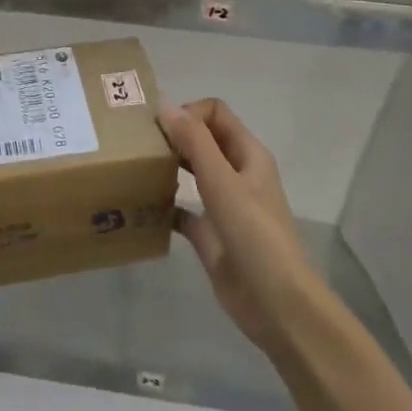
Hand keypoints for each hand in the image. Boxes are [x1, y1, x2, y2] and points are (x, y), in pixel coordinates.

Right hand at [158, 100, 325, 357]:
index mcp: (247, 154)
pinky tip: (140, 206)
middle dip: (173, 136)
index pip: (215, 113)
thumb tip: (164, 105)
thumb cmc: (255, 236)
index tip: (159, 129)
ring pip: (191, 171)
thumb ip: (195, 142)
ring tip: (135, 167)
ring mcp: (223, 204)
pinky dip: (163, 204)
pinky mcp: (209, 233)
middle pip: (202, 139)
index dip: (188, 113)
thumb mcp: (223, 182)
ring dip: (167, 165)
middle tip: (138, 144)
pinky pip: (181, 209)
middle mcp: (236, 173)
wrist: (276, 306)